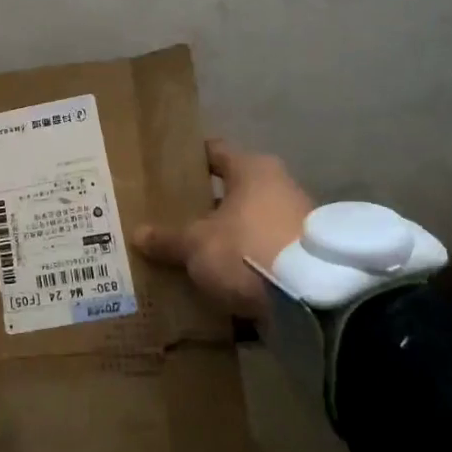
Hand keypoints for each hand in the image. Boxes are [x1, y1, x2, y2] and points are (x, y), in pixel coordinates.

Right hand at [132, 139, 312, 317]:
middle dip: (204, 206)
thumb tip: (138, 234)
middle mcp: (278, 187)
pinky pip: (263, 255)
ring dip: (226, 238)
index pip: (214, 152)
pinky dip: (244, 265)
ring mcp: (296, 223)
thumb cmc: (248, 248)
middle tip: (171, 217)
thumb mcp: (197, 245)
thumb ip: (168, 239)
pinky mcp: (305, 259)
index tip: (165, 170)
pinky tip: (220, 280)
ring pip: (248, 224)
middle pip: (232, 191)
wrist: (313, 299)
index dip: (189, 160)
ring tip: (192, 253)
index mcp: (252, 169)